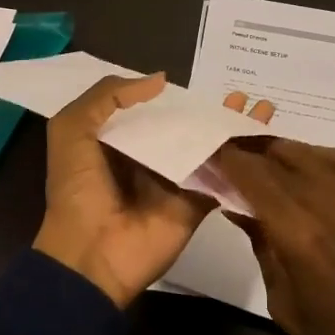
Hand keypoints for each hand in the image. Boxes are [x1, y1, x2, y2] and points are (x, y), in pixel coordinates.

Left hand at [32, 75, 268, 308]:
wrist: (91, 253)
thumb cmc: (77, 189)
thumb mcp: (72, 130)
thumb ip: (107, 97)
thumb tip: (160, 81)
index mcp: (118, 141)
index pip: (151, 111)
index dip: (174, 96)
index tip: (201, 80)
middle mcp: (149, 159)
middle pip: (186, 128)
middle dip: (212, 111)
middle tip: (240, 93)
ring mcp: (175, 183)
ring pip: (209, 150)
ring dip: (234, 130)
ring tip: (261, 107)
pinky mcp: (195, 205)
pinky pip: (221, 180)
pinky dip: (242, 161)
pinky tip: (263, 139)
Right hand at [212, 139, 334, 334]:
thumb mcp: (283, 302)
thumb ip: (262, 246)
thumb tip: (237, 207)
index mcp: (298, 233)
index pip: (252, 175)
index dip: (226, 158)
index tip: (207, 152)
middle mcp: (328, 202)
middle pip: (278, 156)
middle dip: (247, 150)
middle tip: (226, 153)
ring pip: (309, 151)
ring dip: (278, 151)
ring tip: (259, 159)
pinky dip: (315, 156)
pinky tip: (304, 169)